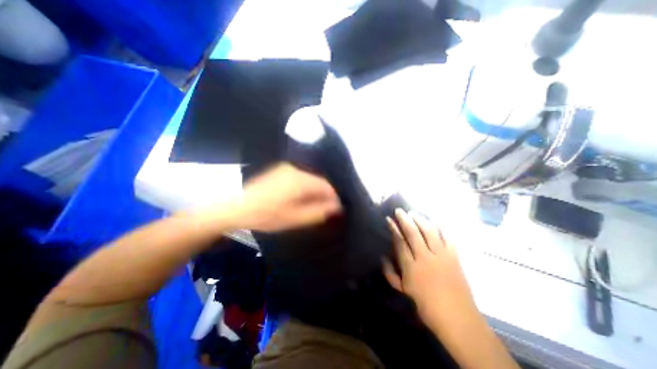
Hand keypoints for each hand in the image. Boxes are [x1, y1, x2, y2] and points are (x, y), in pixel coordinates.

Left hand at [234, 163, 341, 232]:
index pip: (326, 186)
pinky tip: (298, 199)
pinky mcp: (280, 171)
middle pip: (318, 182)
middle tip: (322, 211)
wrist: (237, 208)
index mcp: (300, 180)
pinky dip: (304, 188)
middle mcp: (295, 170)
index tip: (335, 210)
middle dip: (323, 196)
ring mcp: (287, 169)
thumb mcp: (294, 218)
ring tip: (310, 206)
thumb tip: (336, 207)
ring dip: (314, 192)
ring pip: (309, 180)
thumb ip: (318, 212)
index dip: (333, 198)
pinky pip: (300, 178)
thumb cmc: (267, 216)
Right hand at [386, 210, 477, 330]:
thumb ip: (390, 273)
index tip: (389, 219)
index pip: (400, 241)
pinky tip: (435, 221)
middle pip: (413, 233)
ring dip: (421, 220)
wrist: (458, 319)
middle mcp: (425, 257)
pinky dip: (441, 227)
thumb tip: (382, 256)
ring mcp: (442, 256)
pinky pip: (447, 237)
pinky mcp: (454, 257)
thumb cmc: (426, 305)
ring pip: (430, 231)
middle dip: (405, 219)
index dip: (394, 228)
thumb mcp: (402, 290)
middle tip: (399, 210)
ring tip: (414, 213)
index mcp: (411, 267)